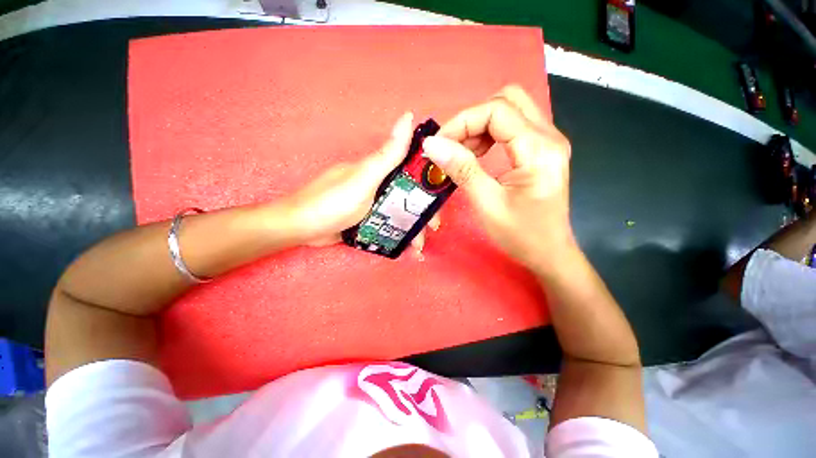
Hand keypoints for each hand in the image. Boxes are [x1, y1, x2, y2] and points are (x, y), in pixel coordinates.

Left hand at [287, 112, 438, 254]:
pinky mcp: (366, 219)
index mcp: (380, 170)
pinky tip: (406, 247)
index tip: (440, 201)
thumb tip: (408, 117)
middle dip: (422, 213)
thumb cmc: (333, 202)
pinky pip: (388, 224)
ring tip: (419, 247)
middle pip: (408, 196)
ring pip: (399, 212)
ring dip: (412, 228)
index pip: (412, 172)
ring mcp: (372, 203)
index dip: (428, 184)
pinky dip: (398, 234)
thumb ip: (387, 155)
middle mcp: (378, 184)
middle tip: (432, 229)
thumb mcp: (364, 178)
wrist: (301, 228)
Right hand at [422, 85, 575, 274]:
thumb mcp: (487, 204)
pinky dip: (488, 135)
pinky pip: (511, 127)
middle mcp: (548, 136)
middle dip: (472, 119)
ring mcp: (547, 142)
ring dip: (479, 126)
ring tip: (462, 153)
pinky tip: (477, 155)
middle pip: (506, 101)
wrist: (549, 253)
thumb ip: (462, 170)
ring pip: (509, 111)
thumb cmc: (521, 235)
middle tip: (452, 146)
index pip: (497, 111)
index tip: (439, 144)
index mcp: (539, 149)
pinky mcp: (540, 151)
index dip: (463, 122)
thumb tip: (433, 144)